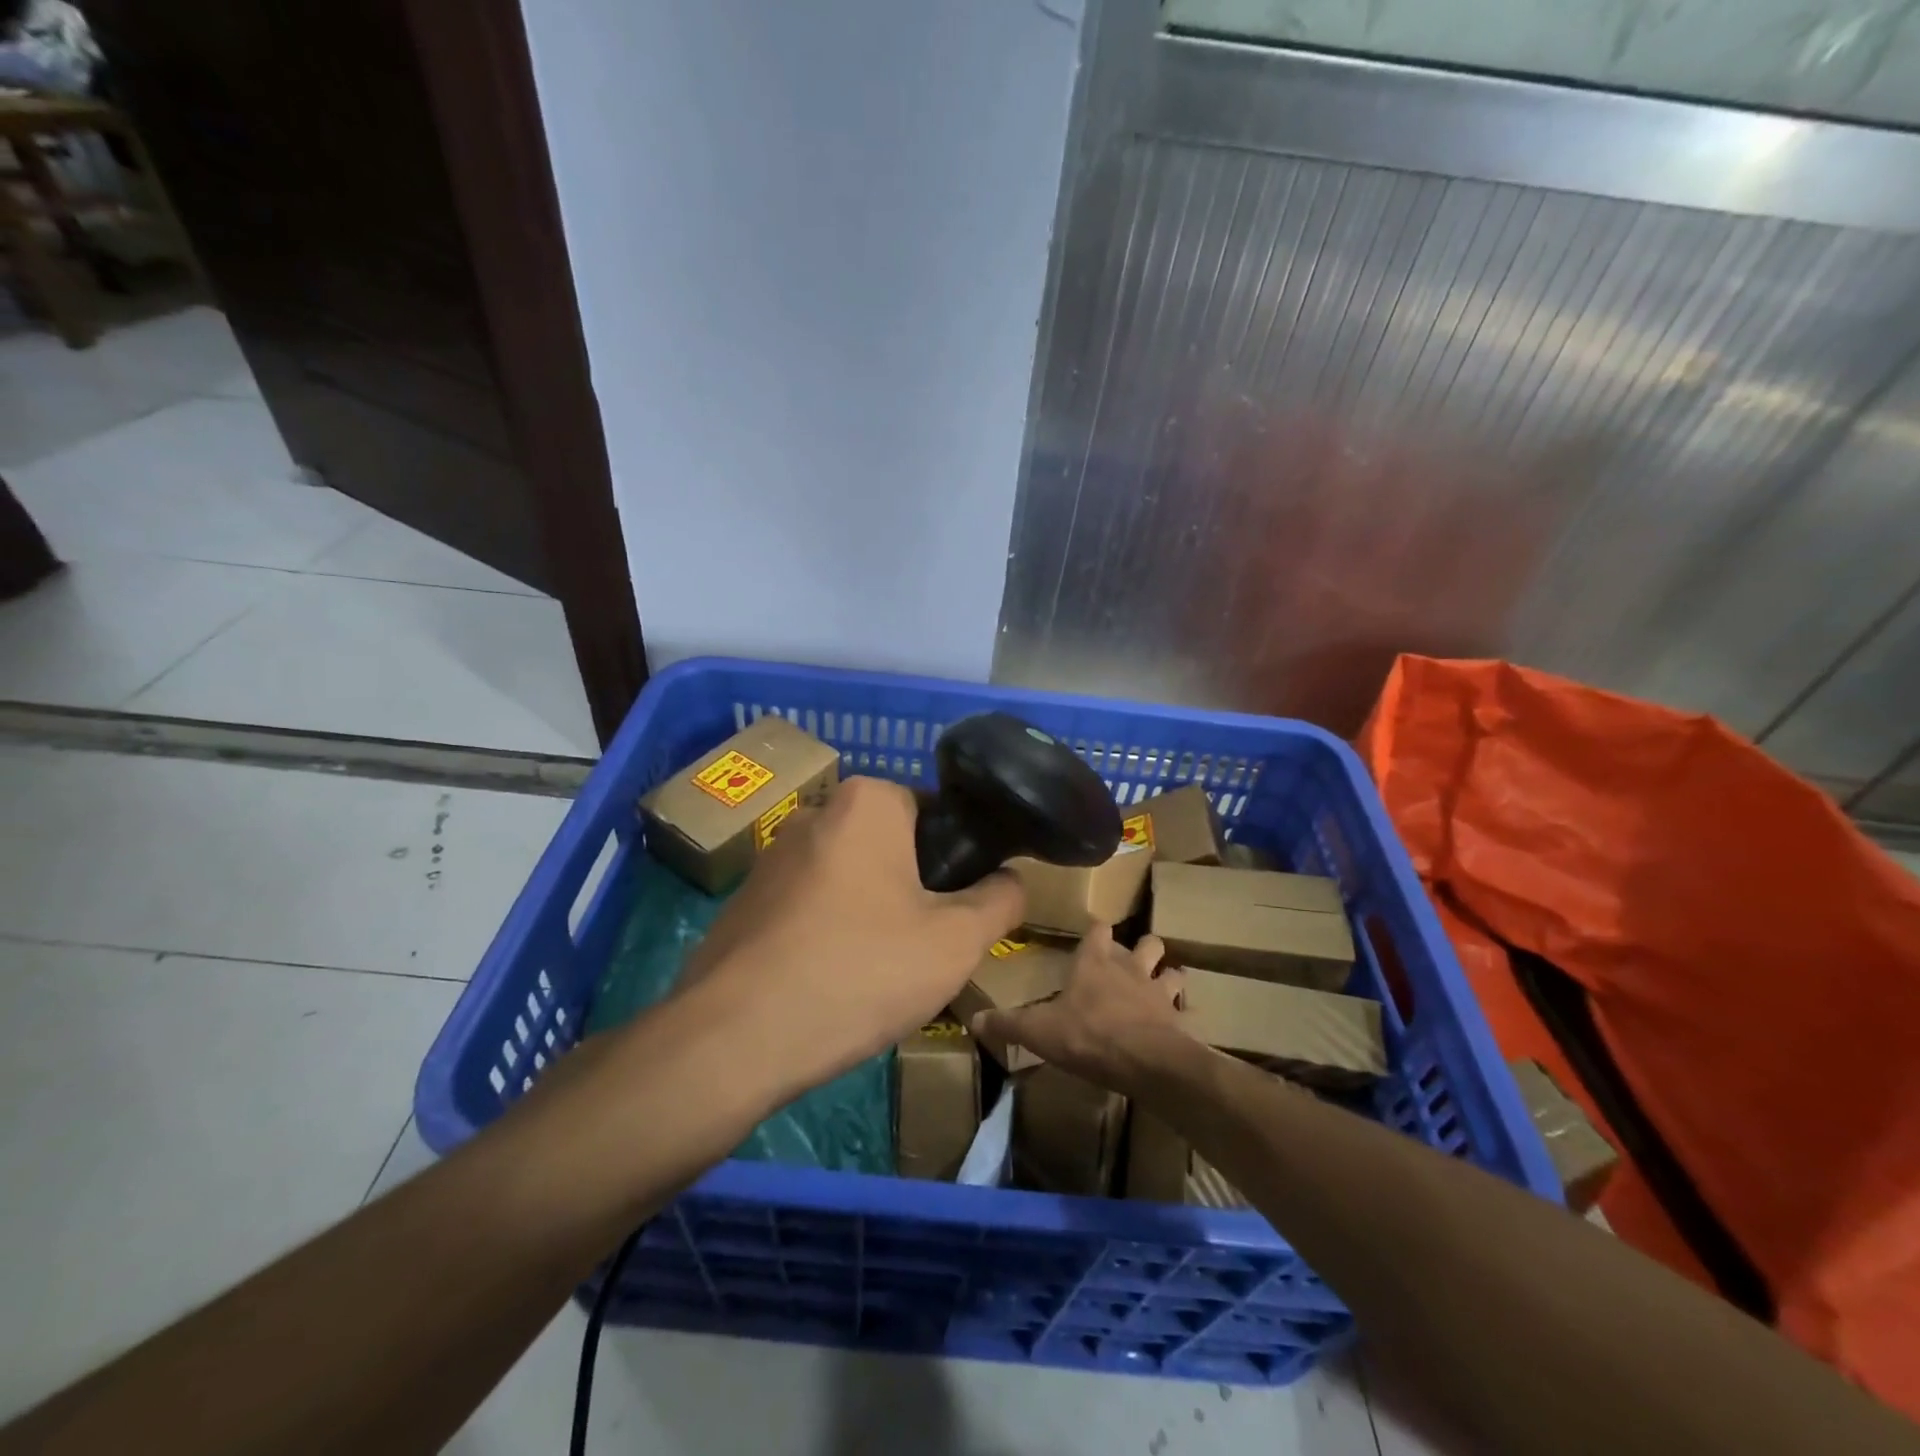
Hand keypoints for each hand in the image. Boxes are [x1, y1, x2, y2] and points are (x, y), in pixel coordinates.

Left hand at [677, 776, 1023, 1095]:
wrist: (735, 1037)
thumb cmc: (860, 971)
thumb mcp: (956, 942)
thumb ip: (1000, 900)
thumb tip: (1011, 879)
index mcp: (867, 802)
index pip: (934, 812)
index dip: (957, 860)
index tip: (960, 910)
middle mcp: (815, 813)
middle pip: (891, 846)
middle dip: (913, 889)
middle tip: (926, 946)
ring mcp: (772, 857)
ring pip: (850, 878)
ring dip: (871, 913)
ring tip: (878, 973)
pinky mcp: (745, 899)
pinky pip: (810, 906)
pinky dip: (829, 932)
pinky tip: (830, 982)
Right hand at [972, 923, 1192, 1093]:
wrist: (1146, 1061)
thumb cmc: (1089, 1035)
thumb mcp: (1039, 1031)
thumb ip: (1008, 1024)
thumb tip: (974, 1020)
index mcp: (1095, 962)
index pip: (1098, 929)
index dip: (1096, 929)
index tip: (1093, 931)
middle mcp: (1129, 967)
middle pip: (1145, 942)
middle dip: (1141, 947)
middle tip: (1132, 959)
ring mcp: (1157, 990)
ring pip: (1170, 969)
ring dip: (1166, 974)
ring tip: (1160, 984)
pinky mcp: (1177, 1017)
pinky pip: (1184, 1007)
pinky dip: (1182, 1010)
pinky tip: (1178, 1021)